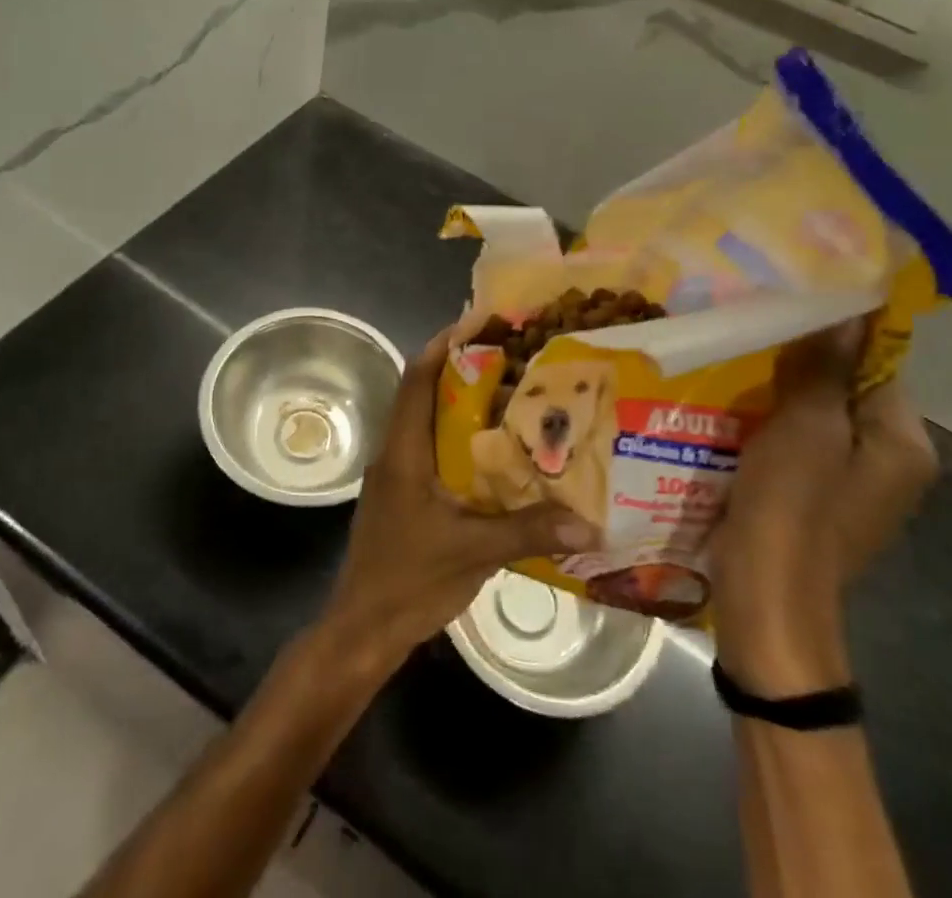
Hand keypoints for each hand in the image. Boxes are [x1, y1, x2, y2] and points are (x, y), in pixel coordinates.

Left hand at [316, 327, 597, 677]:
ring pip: (427, 424)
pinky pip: (430, 452)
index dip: (443, 345)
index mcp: (405, 451)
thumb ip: (529, 532)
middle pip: (424, 394)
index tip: (476, 322)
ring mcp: (396, 477)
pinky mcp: (401, 498)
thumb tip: (589, 523)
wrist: (362, 630)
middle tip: (509, 358)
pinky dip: (458, 441)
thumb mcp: (474, 552)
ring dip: (461, 406)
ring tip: (509, 398)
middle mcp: (396, 453)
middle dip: (461, 370)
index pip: (417, 380)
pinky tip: (493, 456)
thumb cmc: (409, 580)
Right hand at [711, 322, 937, 695]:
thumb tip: (847, 309)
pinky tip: (728, 408)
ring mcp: (852, 484)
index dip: (829, 335)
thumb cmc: (793, 507)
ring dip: (776, 393)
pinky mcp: (816, 498)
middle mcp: (890, 462)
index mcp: (904, 443)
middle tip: (746, 333)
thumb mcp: (807, 428)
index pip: (876, 364)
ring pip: (816, 417)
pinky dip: (769, 424)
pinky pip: (797, 443)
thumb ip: (825, 369)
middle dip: (797, 364)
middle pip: (845, 390)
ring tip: (729, 362)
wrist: (766, 601)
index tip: (779, 309)